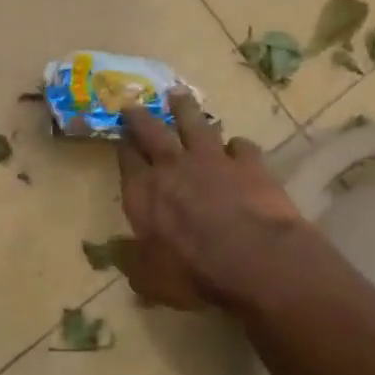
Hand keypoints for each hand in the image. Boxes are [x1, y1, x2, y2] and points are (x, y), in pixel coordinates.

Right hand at [115, 90, 311, 311]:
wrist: (254, 259)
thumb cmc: (193, 272)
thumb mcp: (151, 279)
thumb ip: (135, 264)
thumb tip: (124, 258)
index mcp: (143, 192)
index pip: (126, 160)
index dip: (122, 146)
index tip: (119, 134)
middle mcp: (173, 167)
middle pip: (153, 132)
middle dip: (141, 116)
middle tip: (133, 102)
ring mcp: (213, 161)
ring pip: (195, 125)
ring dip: (185, 110)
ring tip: (178, 95)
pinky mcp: (250, 164)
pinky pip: (241, 146)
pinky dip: (237, 146)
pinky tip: (238, 147)